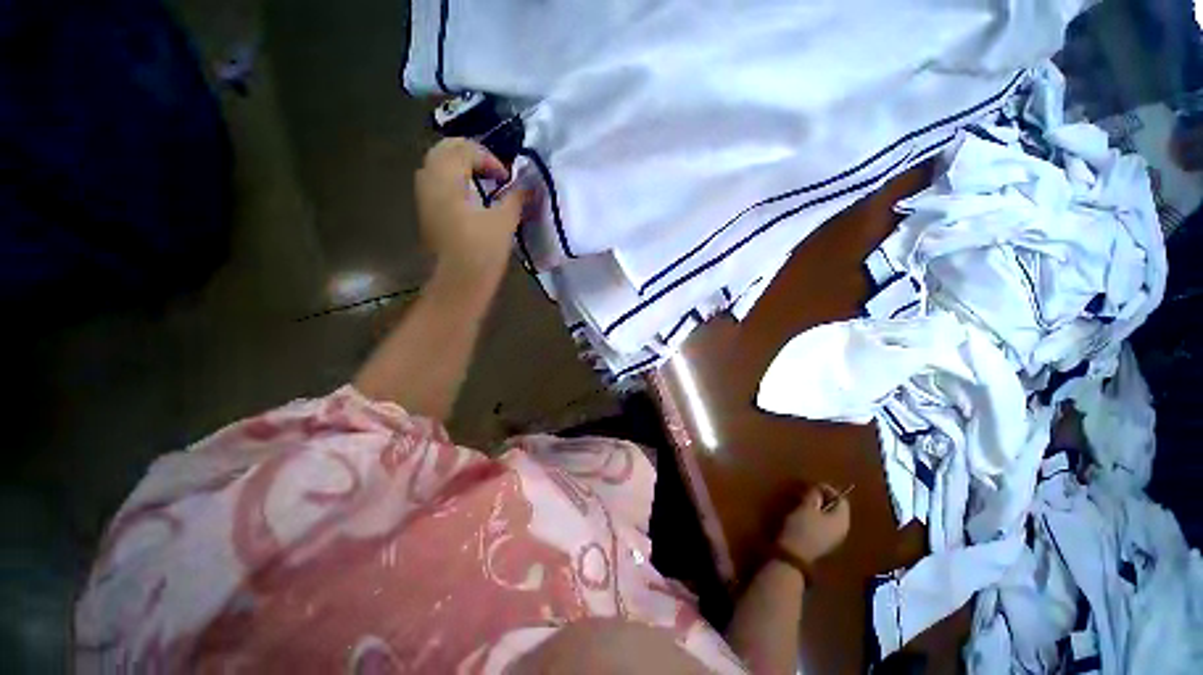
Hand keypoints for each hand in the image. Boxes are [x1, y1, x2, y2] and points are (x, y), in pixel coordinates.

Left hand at [415, 138, 527, 291]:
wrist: (459, 283)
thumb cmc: (482, 251)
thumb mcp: (504, 222)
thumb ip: (516, 198)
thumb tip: (528, 186)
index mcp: (447, 179)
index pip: (465, 149)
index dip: (489, 159)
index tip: (507, 179)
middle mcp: (429, 181)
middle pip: (445, 150)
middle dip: (472, 154)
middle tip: (494, 171)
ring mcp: (425, 197)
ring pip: (438, 165)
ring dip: (461, 166)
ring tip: (484, 182)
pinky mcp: (428, 212)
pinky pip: (437, 182)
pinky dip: (454, 180)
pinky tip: (471, 197)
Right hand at [777, 484, 850, 563]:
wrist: (794, 554)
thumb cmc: (802, 527)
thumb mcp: (806, 507)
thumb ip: (814, 495)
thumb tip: (818, 489)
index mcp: (842, 520)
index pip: (842, 500)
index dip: (829, 489)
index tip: (814, 485)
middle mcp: (842, 529)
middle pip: (837, 508)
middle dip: (824, 498)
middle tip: (809, 492)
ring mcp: (834, 537)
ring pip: (830, 516)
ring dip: (819, 507)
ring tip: (805, 501)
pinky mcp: (824, 542)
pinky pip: (825, 524)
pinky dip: (817, 516)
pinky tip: (805, 514)